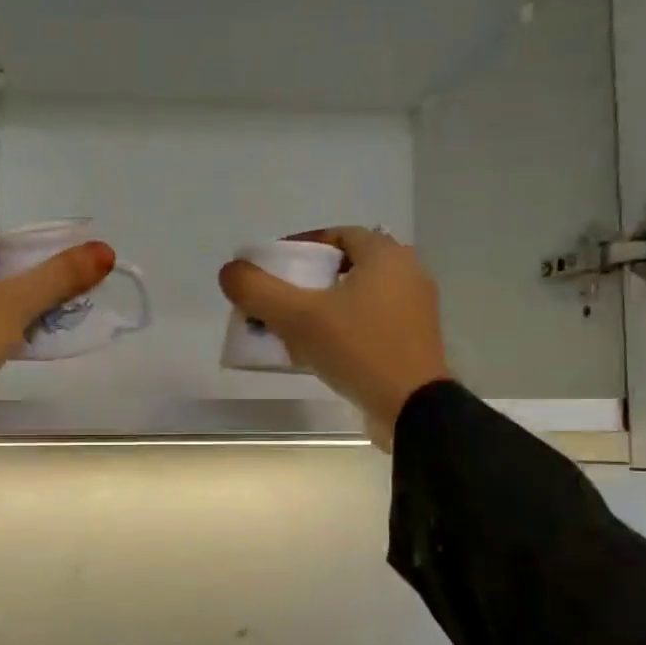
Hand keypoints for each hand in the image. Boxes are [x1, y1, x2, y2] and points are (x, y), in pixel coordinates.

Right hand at [219, 227, 451, 449]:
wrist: (412, 409)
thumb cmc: (358, 349)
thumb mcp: (298, 317)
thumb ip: (258, 290)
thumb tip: (230, 272)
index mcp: (386, 256)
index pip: (337, 235)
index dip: (300, 247)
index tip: (272, 269)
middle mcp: (407, 274)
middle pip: (345, 267)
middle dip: (307, 281)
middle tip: (278, 300)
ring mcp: (415, 310)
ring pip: (357, 297)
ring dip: (323, 307)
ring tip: (291, 328)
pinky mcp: (413, 341)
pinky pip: (369, 323)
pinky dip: (342, 329)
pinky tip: (318, 351)